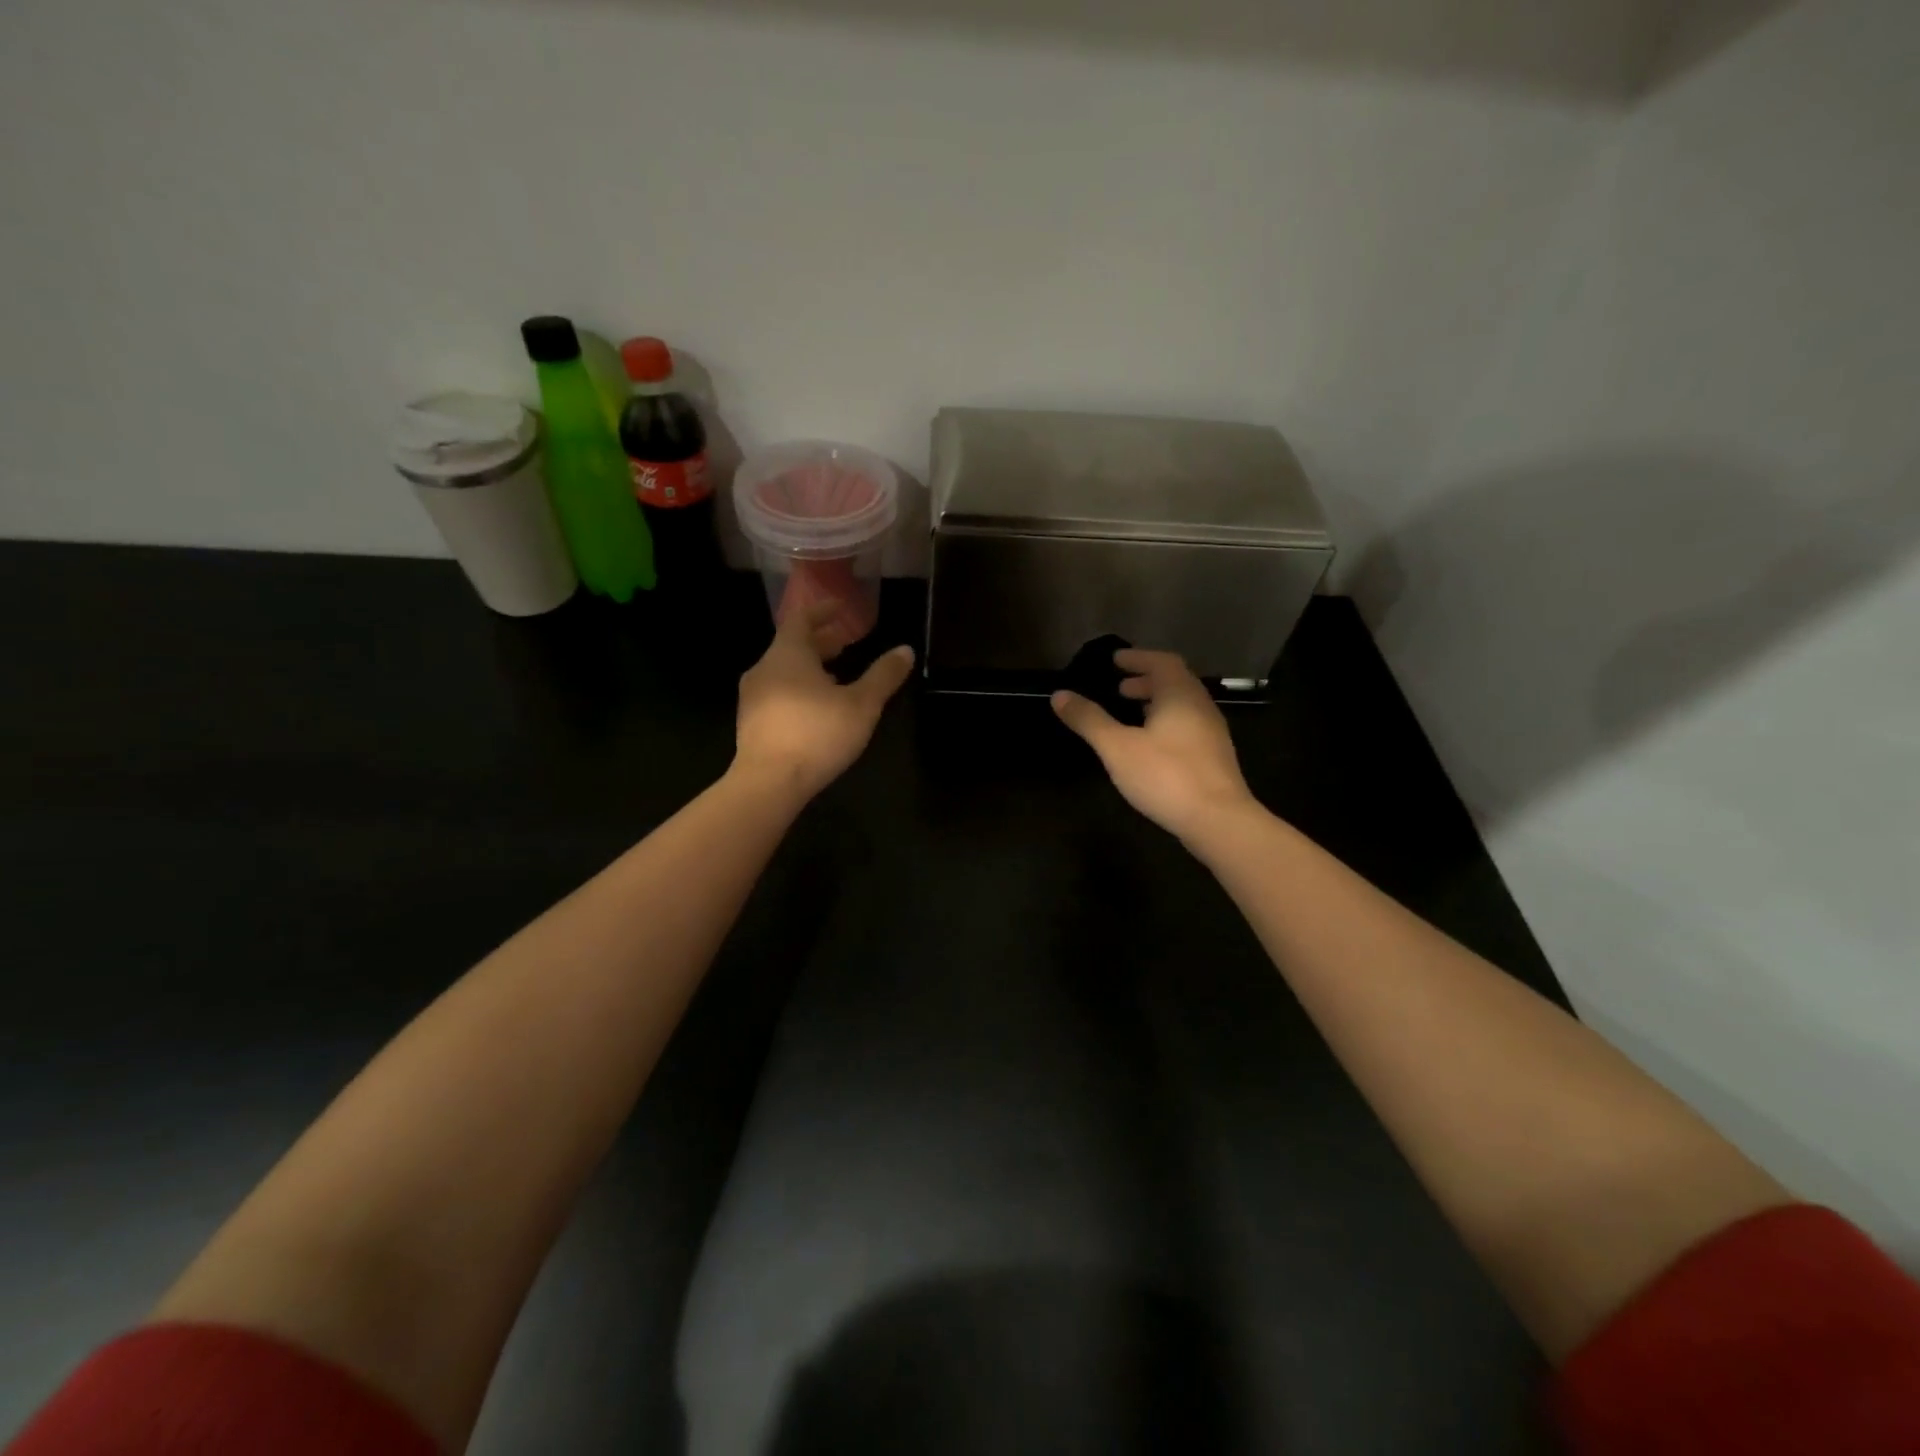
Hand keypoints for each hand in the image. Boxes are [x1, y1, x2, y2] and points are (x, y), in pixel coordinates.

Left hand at [734, 603, 914, 798]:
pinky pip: (776, 694)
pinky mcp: (751, 723)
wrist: (768, 783)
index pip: (802, 619)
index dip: (822, 611)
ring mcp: (752, 697)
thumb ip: (883, 676)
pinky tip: (815, 710)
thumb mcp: (861, 705)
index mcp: (788, 655)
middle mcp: (764, 669)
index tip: (840, 608)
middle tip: (844, 644)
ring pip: (783, 672)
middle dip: (820, 643)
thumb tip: (905, 650)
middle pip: (791, 646)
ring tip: (835, 678)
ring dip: (809, 669)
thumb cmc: (817, 734)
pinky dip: (797, 690)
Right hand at [1053, 649, 1254, 841]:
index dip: (1138, 657)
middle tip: (1119, 688)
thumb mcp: (1117, 747)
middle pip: (1175, 682)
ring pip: (1182, 706)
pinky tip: (1150, 745)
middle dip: (1146, 680)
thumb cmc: (1166, 775)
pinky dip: (1166, 723)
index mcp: (1180, 695)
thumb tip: (1059, 694)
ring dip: (1156, 703)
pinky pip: (1187, 726)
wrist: (1219, 821)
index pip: (1162, 661)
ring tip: (1131, 714)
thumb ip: (1089, 720)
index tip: (1115, 660)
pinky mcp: (1214, 758)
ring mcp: (1211, 733)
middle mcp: (1200, 706)